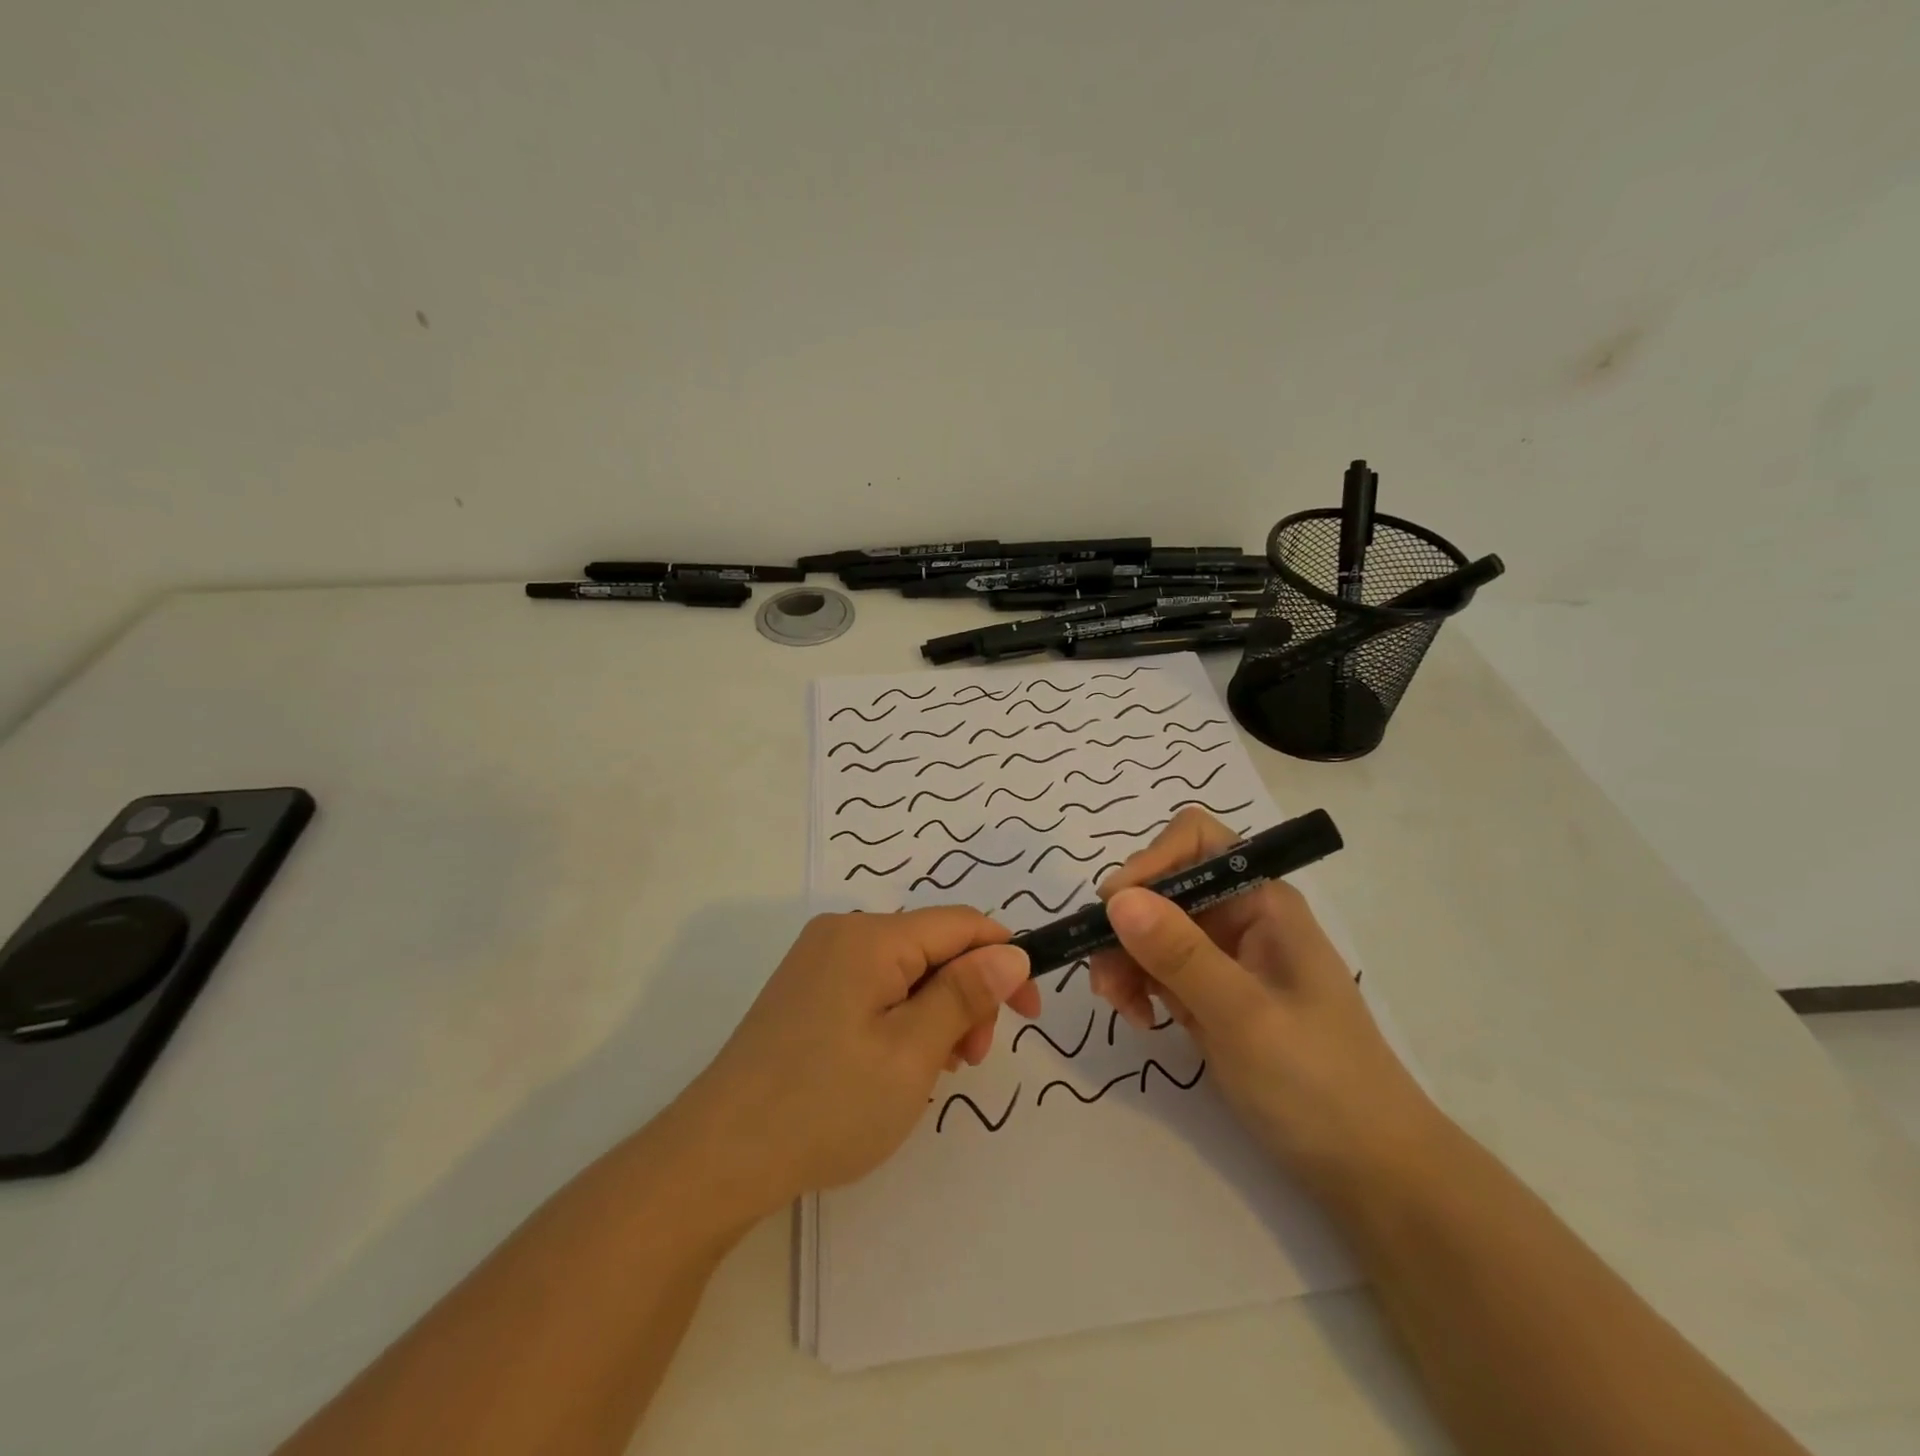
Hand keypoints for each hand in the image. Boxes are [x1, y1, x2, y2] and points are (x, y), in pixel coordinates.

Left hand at [676, 908, 1040, 1219]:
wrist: (718, 1157)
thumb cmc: (826, 1105)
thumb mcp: (911, 1053)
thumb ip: (964, 995)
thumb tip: (1011, 952)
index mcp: (870, 937)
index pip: (961, 924)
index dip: (1004, 960)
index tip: (1029, 1013)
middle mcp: (842, 934)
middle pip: (932, 947)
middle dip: (965, 995)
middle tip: (967, 1062)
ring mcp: (818, 961)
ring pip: (905, 970)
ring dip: (934, 1012)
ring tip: (930, 1074)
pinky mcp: (805, 990)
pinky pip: (873, 987)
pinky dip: (900, 1018)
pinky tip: (894, 1066)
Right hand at [1089, 808, 1438, 1197]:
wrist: (1368, 1169)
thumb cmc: (1319, 1084)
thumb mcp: (1244, 1016)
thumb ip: (1180, 954)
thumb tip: (1116, 897)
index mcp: (1260, 900)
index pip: (1194, 841)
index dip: (1150, 862)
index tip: (1115, 909)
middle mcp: (1238, 916)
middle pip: (1161, 886)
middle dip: (1126, 923)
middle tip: (1106, 977)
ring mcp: (1221, 956)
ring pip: (1149, 928)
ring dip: (1122, 958)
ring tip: (1119, 1007)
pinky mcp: (1207, 993)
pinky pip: (1155, 967)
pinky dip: (1135, 984)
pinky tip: (1140, 1019)